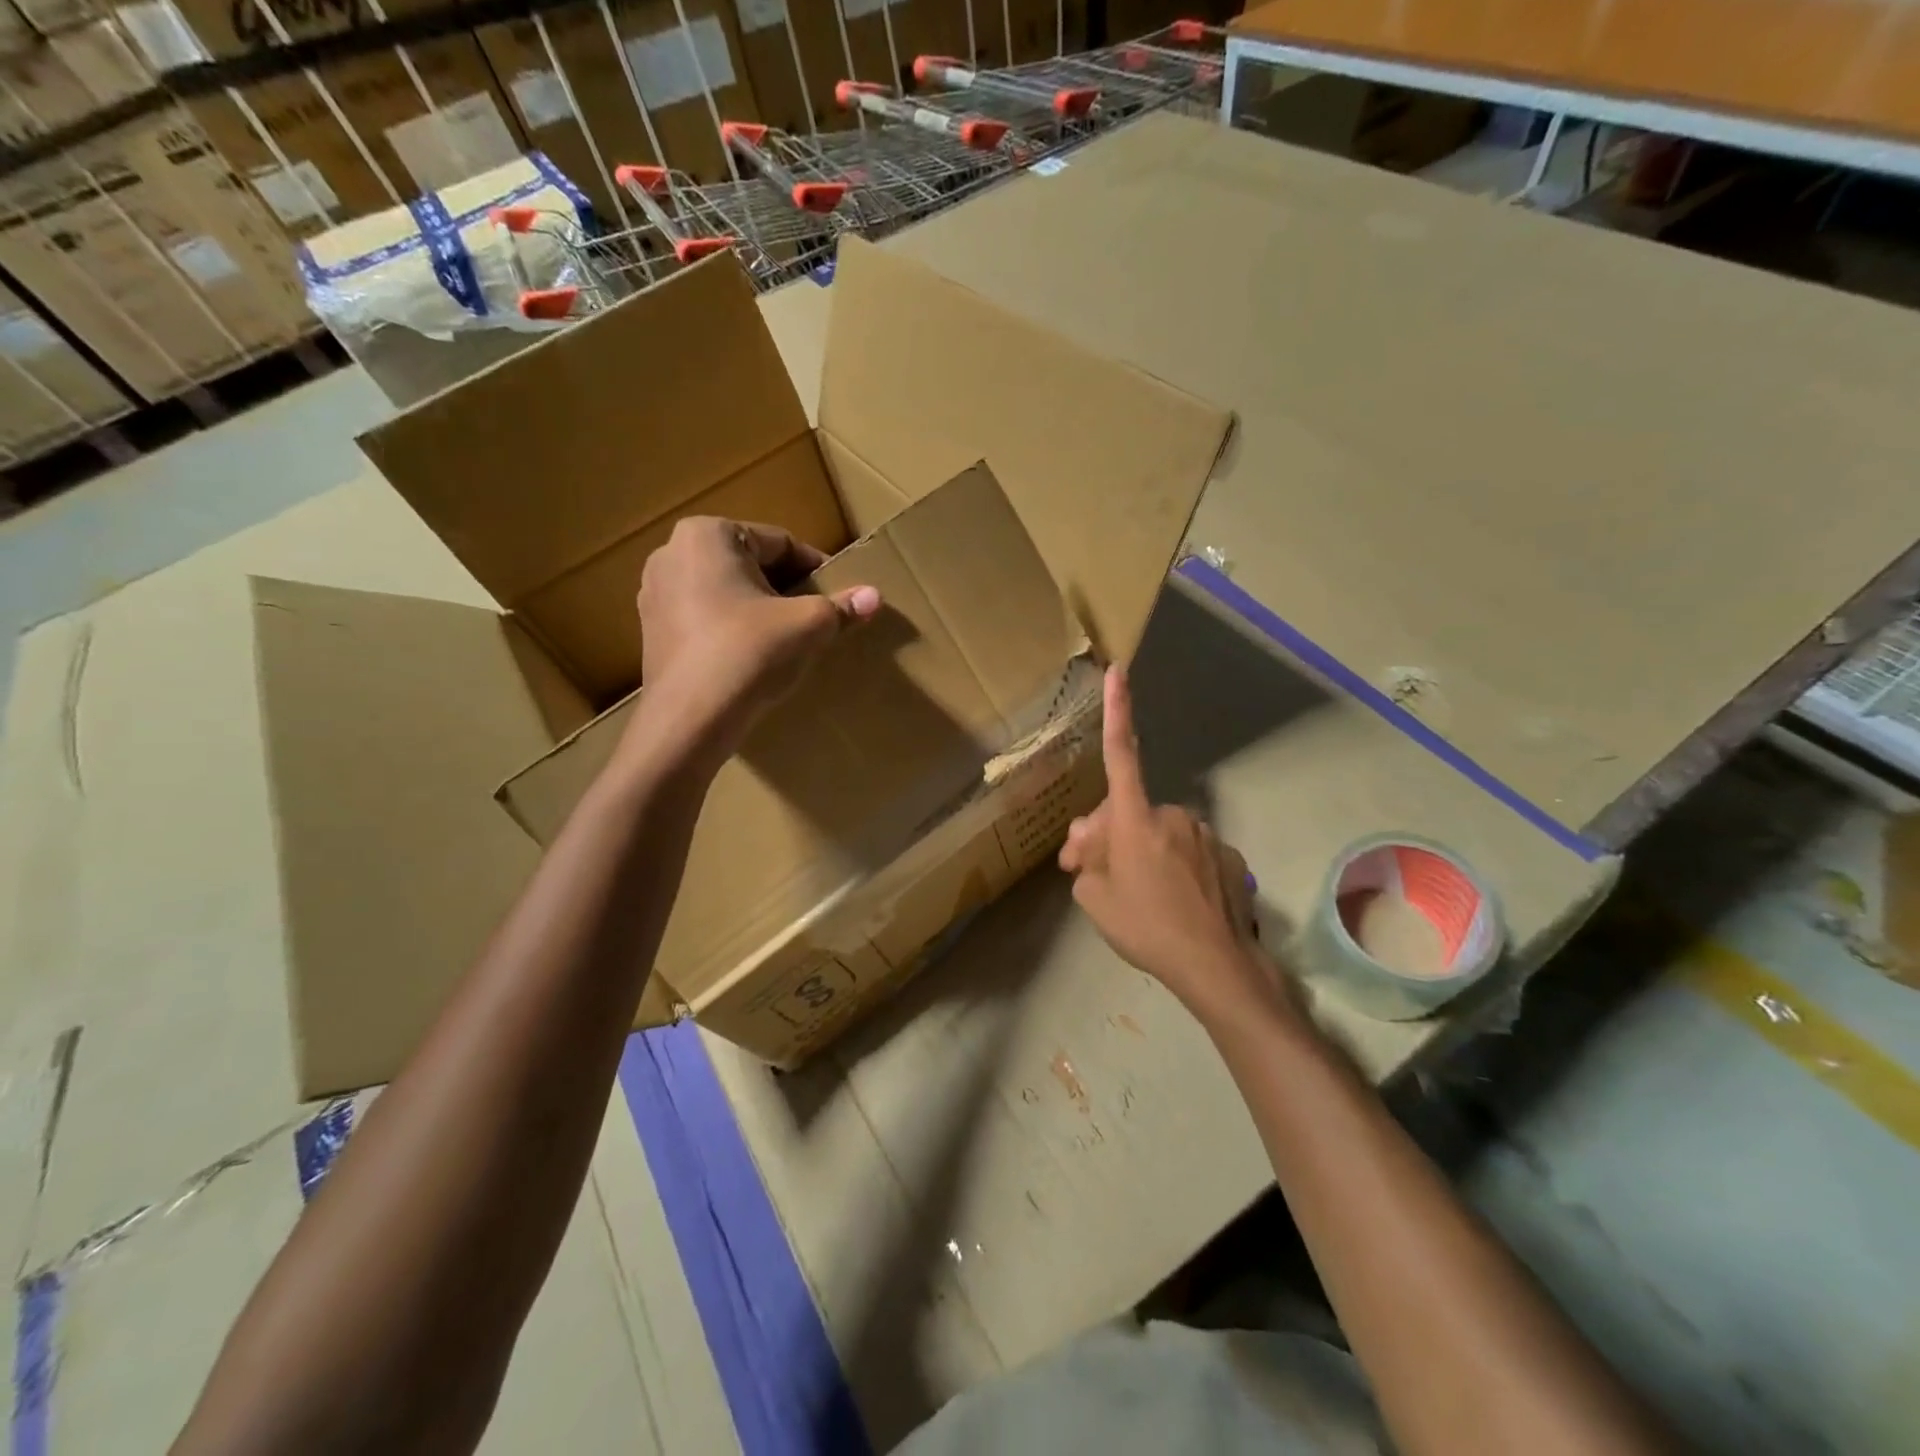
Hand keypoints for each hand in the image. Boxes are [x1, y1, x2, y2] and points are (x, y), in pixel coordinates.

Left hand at [635, 517, 878, 759]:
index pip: (779, 543)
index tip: (838, 594)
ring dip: (759, 610)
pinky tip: (754, 658)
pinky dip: (732, 630)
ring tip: (788, 639)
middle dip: (786, 589)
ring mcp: (655, 594)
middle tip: (817, 617)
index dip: (816, 569)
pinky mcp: (652, 632)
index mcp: (708, 534)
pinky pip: (705, 619)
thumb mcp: (807, 626)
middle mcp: (672, 553)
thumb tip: (875, 596)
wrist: (691, 719)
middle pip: (750, 565)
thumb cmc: (749, 653)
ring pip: (726, 593)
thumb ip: (841, 607)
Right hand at [1060, 665, 1286, 1023]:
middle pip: (1127, 811)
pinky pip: (1185, 850)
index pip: (1121, 755)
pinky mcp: (1226, 856)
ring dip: (1138, 849)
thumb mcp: (1094, 898)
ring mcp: (1203, 834)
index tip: (1119, 671)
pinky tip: (1169, 898)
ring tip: (1132, 891)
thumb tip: (1089, 841)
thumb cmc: (1146, 928)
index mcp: (1136, 819)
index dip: (1118, 711)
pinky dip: (1170, 864)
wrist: (1216, 966)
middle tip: (1086, 870)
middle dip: (1105, 833)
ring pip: (1156, 831)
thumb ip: (1086, 860)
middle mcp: (1172, 815)